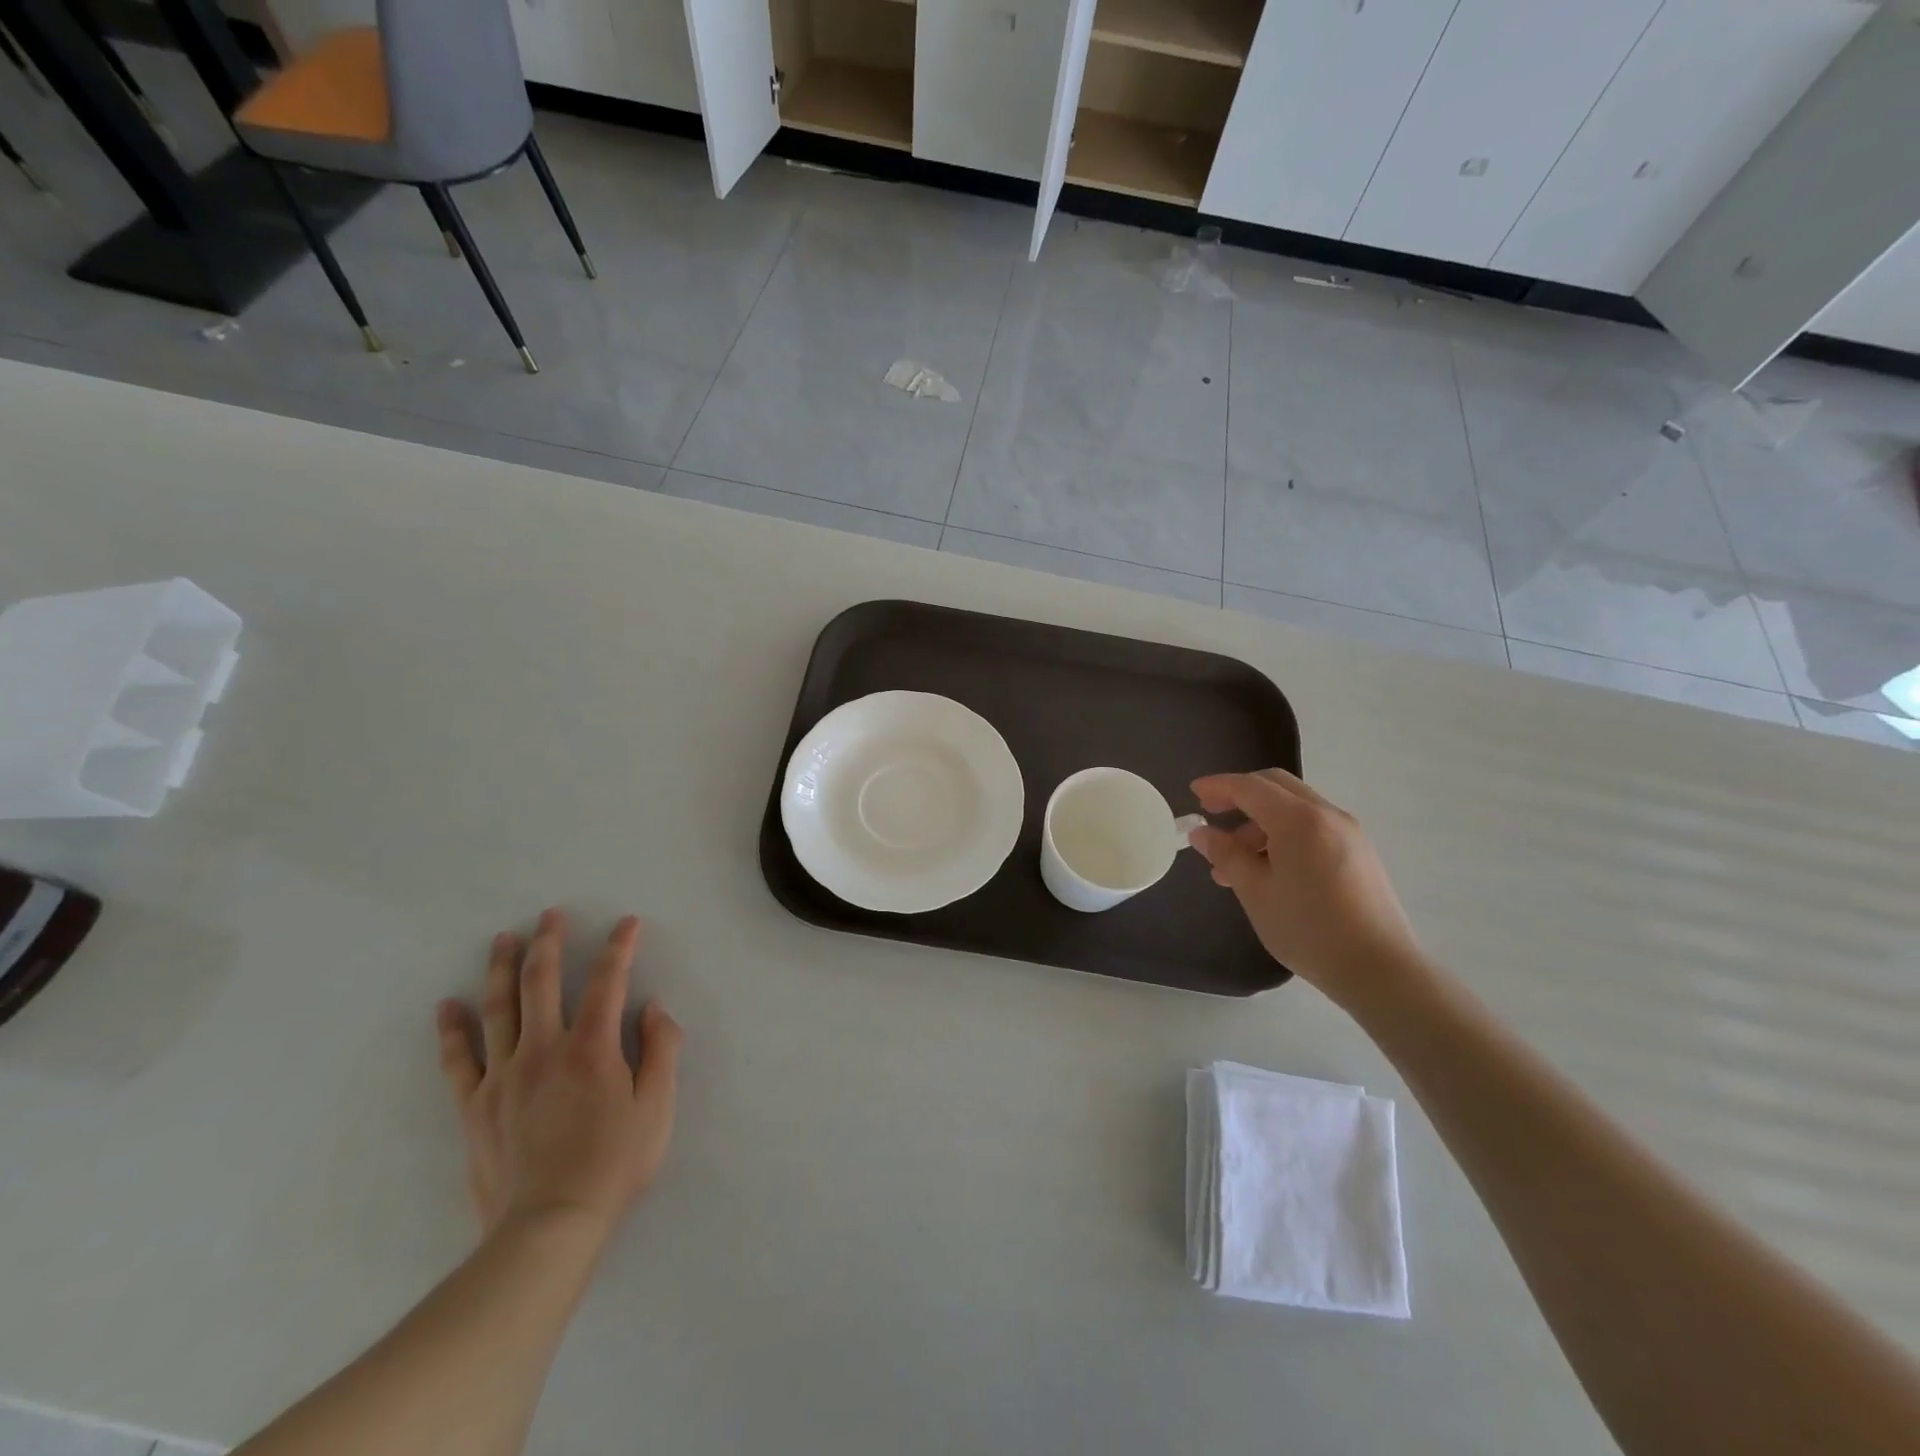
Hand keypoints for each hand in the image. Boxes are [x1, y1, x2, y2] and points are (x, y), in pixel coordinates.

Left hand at [436, 910, 682, 1241]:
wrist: (549, 1227)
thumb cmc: (613, 1163)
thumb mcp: (658, 1107)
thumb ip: (662, 1050)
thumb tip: (652, 1007)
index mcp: (592, 1047)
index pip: (608, 980)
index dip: (619, 947)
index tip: (627, 923)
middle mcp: (544, 1049)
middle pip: (542, 982)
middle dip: (549, 942)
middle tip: (550, 914)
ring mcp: (503, 1076)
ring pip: (499, 1008)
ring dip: (502, 968)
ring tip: (504, 939)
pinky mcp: (474, 1105)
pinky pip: (458, 1059)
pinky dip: (452, 1030)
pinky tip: (447, 1006)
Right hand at [1188, 769, 1426, 1005]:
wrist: (1379, 969)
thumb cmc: (1308, 929)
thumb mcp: (1255, 892)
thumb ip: (1226, 855)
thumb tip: (1201, 832)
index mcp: (1298, 820)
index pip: (1250, 787)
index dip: (1218, 786)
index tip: (1193, 792)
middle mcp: (1327, 815)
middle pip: (1276, 787)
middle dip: (1240, 795)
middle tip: (1212, 813)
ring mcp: (1348, 832)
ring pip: (1295, 808)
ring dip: (1260, 821)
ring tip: (1235, 861)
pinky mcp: (1359, 852)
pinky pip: (1313, 826)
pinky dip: (1284, 833)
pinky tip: (1269, 868)